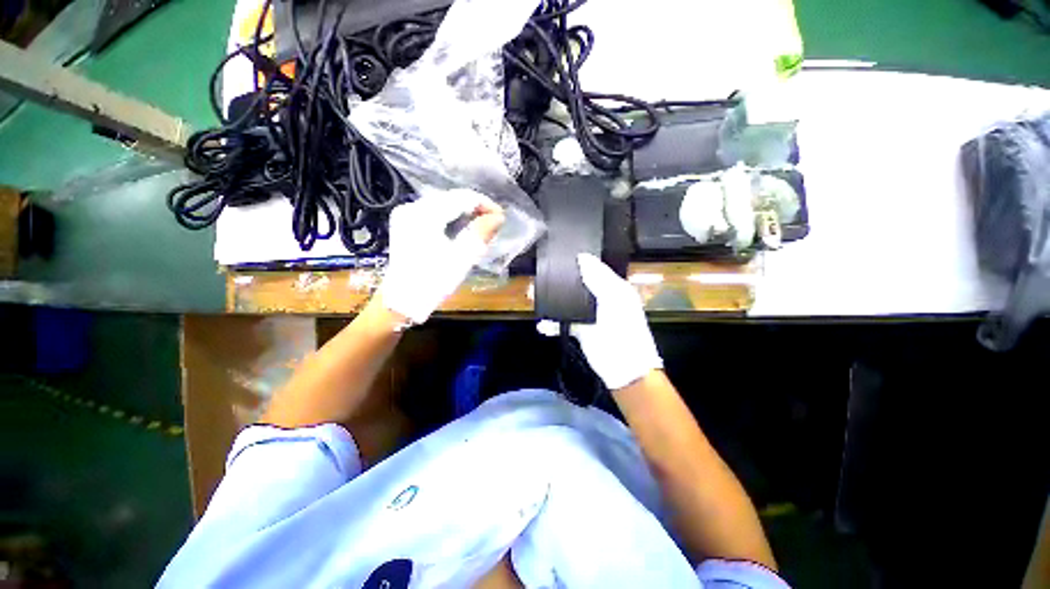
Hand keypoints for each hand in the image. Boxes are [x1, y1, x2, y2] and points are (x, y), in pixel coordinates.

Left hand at [379, 190, 504, 323]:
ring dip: (464, 213)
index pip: (462, 197)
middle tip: (492, 225)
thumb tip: (497, 216)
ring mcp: (406, 214)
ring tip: (480, 228)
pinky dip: (451, 218)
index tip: (501, 218)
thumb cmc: (434, 281)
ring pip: (444, 204)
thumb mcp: (462, 258)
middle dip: (475, 209)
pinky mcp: (406, 222)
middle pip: (452, 198)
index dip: (485, 204)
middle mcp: (413, 207)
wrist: (403, 300)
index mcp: (425, 214)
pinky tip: (461, 230)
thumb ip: (480, 233)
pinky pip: (434, 212)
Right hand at [551, 253, 662, 389]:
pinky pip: (565, 322)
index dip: (581, 261)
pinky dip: (553, 323)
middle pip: (580, 283)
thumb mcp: (615, 301)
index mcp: (615, 288)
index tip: (561, 255)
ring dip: (555, 301)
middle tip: (544, 275)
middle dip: (563, 280)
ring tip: (536, 297)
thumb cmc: (625, 332)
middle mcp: (603, 298)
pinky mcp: (582, 330)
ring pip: (569, 302)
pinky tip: (543, 325)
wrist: (624, 369)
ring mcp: (591, 315)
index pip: (596, 268)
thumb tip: (583, 259)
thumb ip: (599, 280)